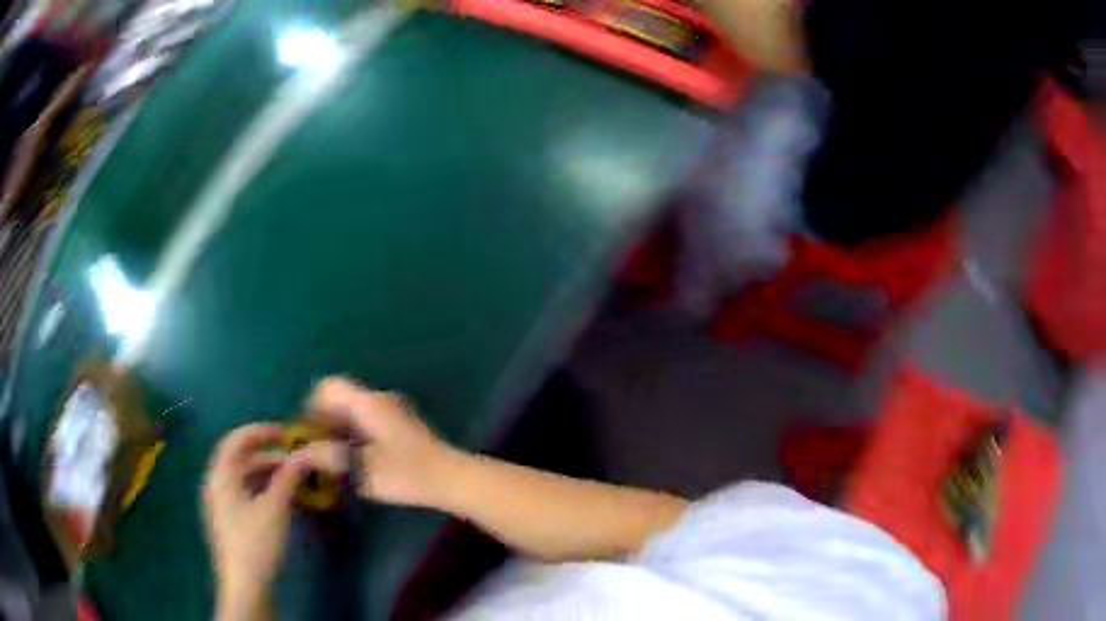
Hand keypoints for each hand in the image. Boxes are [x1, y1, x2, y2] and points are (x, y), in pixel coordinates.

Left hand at [203, 423, 343, 619]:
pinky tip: (283, 501)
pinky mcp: (230, 520)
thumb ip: (288, 477)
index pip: (237, 440)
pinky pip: (246, 494)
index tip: (287, 434)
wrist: (245, 584)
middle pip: (241, 459)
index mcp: (221, 475)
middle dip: (269, 456)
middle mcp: (217, 484)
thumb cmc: (256, 541)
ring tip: (294, 481)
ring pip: (244, 478)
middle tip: (296, 461)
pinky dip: (263, 490)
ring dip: (268, 474)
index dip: (261, 432)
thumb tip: (305, 453)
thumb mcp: (275, 507)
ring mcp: (222, 504)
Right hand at [308, 377, 460, 508]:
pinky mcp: (403, 424)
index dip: (312, 406)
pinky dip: (356, 432)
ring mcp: (394, 410)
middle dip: (325, 419)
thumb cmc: (406, 473)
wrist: (452, 478)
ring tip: (335, 457)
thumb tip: (300, 454)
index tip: (307, 432)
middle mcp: (379, 399)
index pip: (329, 386)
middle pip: (341, 397)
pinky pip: (369, 418)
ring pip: (355, 409)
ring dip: (341, 427)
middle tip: (318, 448)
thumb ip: (329, 458)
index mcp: (367, 403)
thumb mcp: (362, 469)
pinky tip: (358, 458)